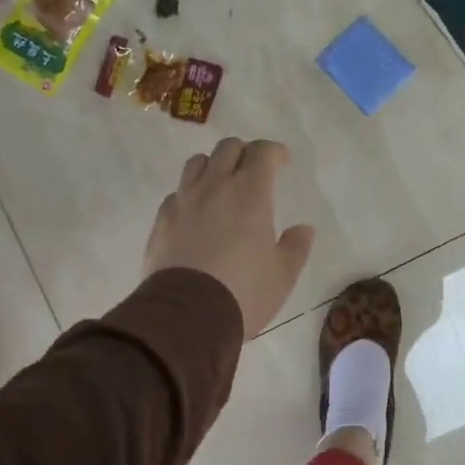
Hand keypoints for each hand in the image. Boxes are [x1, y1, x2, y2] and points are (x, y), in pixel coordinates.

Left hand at [145, 138, 315, 335]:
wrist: (186, 316)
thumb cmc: (244, 292)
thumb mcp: (282, 275)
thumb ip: (295, 247)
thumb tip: (303, 229)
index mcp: (250, 193)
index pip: (262, 152)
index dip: (274, 152)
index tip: (282, 162)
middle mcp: (214, 187)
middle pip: (227, 148)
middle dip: (244, 153)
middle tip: (253, 172)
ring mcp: (183, 202)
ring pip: (196, 164)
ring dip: (213, 166)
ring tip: (221, 186)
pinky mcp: (161, 221)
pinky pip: (177, 194)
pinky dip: (190, 195)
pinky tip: (196, 215)